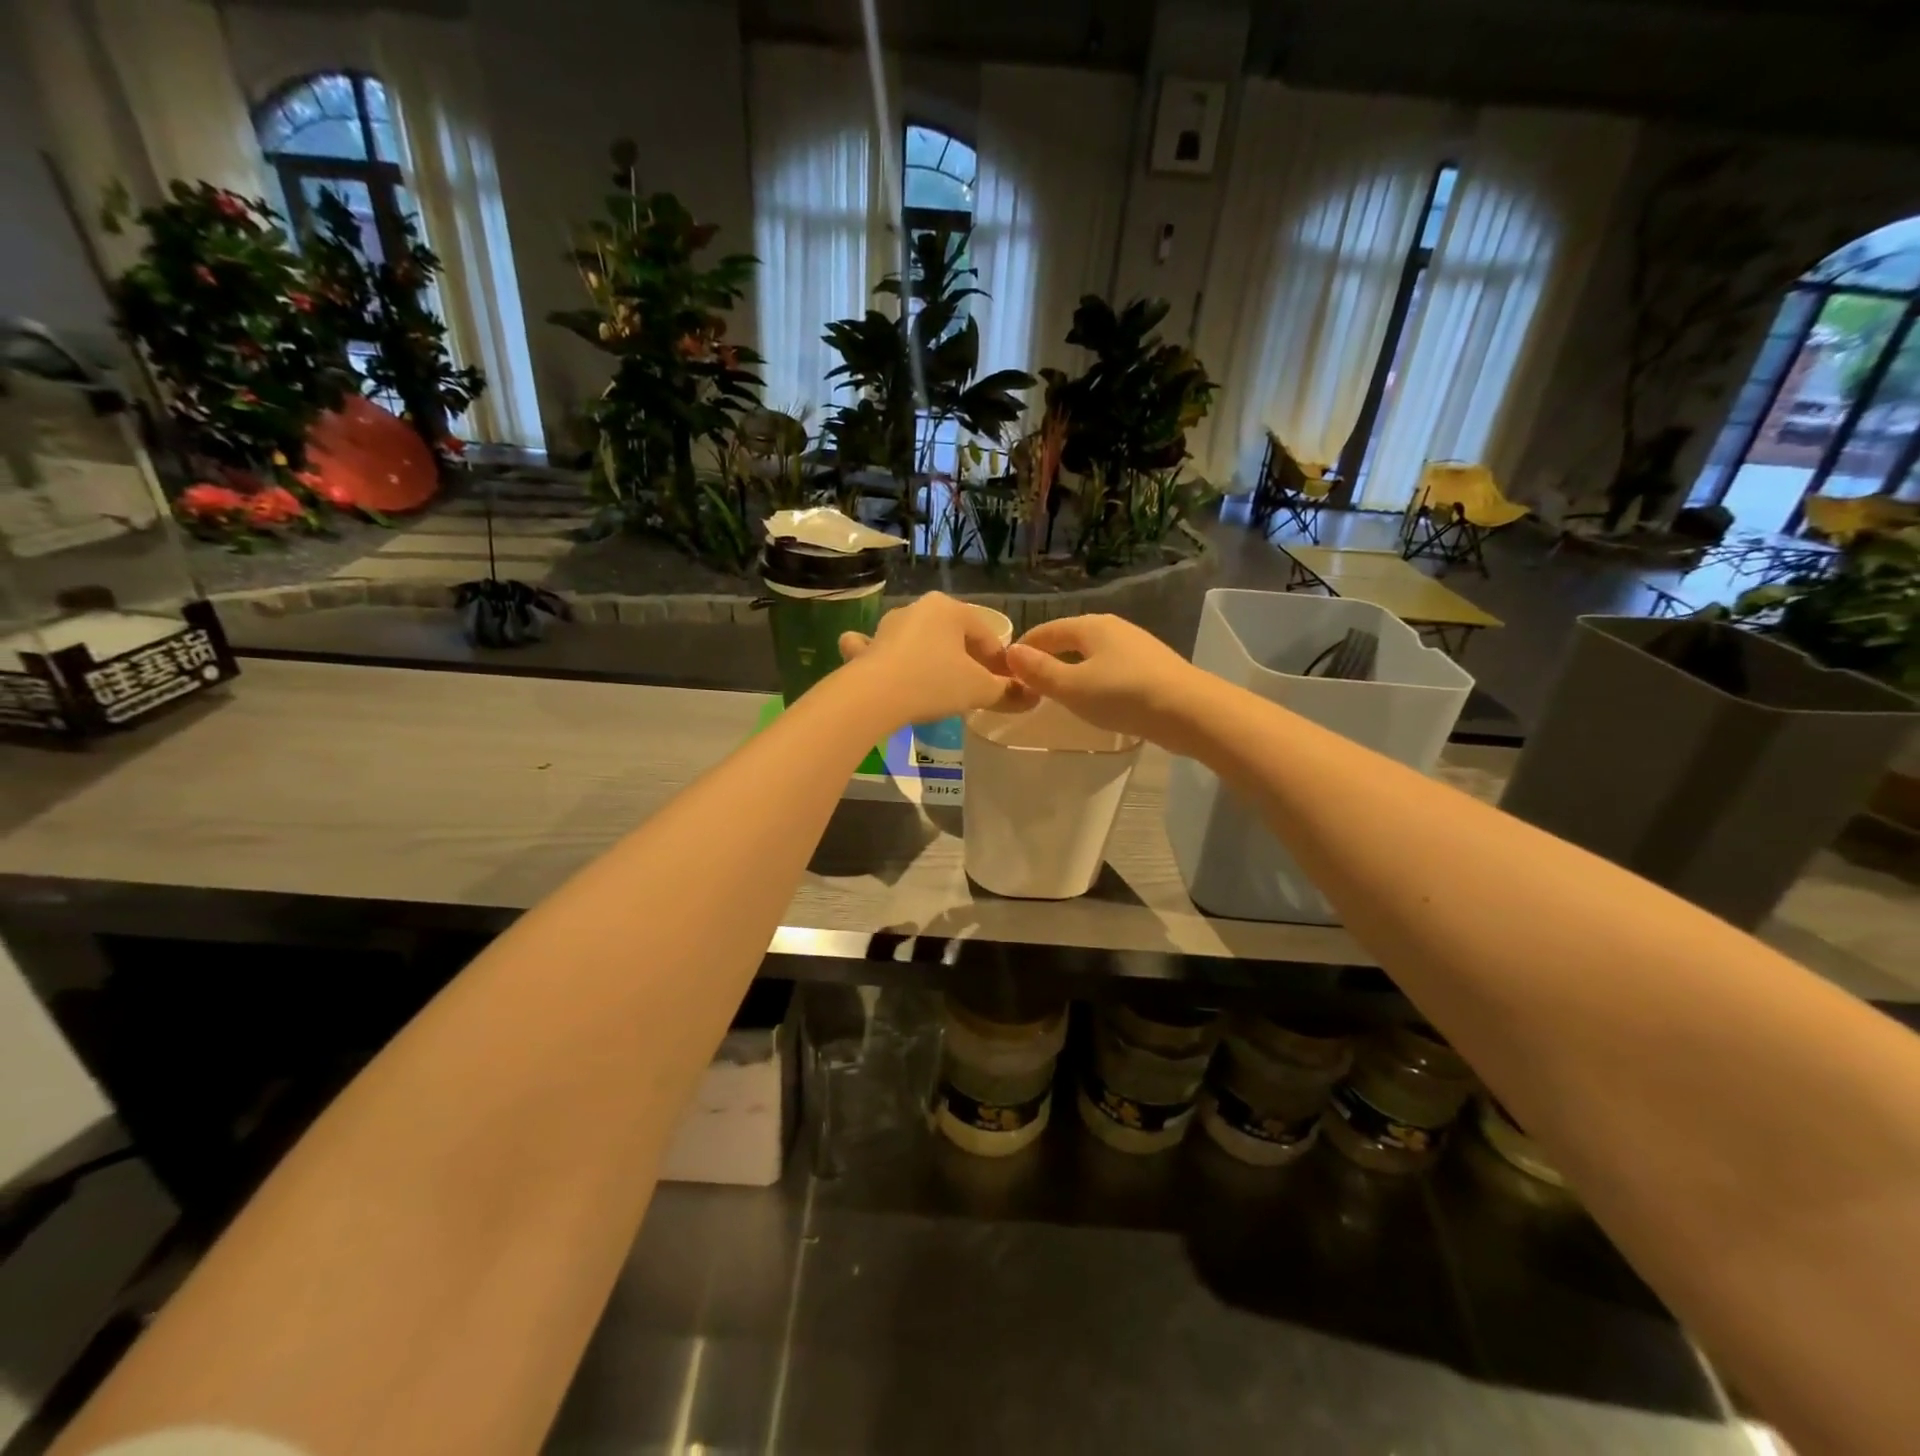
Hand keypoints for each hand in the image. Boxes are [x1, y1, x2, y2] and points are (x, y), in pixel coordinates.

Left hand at [839, 592, 1032, 727]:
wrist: (874, 697)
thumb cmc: (934, 683)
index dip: (1000, 662)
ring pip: (917, 640)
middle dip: (966, 659)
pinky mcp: (865, 649)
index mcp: (950, 609)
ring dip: (928, 656)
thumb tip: (1030, 696)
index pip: (986, 635)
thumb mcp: (979, 690)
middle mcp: (918, 609)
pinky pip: (876, 648)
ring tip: (938, 683)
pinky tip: (880, 664)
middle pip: (952, 636)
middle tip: (976, 688)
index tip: (1007, 685)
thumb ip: (1006, 691)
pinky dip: (880, 654)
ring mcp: (887, 627)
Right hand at [1005, 615, 1205, 750]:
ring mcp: (1138, 647)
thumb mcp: (1073, 687)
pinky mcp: (1154, 668)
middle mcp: (1115, 628)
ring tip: (1061, 690)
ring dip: (1074, 667)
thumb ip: (1040, 671)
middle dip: (1050, 655)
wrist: (1190, 711)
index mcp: (1092, 626)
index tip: (1008, 666)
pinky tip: (1097, 697)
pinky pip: (1113, 667)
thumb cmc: (1124, 695)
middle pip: (1072, 638)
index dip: (1026, 646)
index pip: (1048, 630)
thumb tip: (1011, 653)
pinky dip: (1096, 677)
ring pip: (1094, 653)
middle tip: (1031, 679)